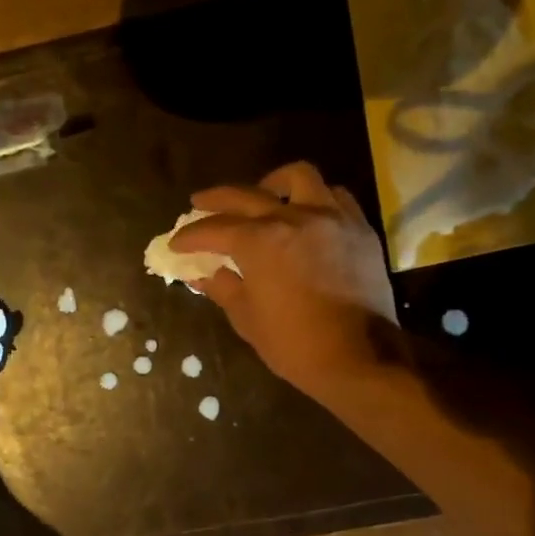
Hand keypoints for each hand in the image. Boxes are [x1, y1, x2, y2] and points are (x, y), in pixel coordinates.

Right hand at [171, 162, 399, 396]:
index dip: (190, 237)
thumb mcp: (248, 319)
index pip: (214, 230)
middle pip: (247, 195)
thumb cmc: (294, 344)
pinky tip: (305, 214)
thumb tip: (203, 275)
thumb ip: (223, 288)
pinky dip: (313, 199)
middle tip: (199, 204)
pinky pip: (334, 196)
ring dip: (273, 183)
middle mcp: (294, 217)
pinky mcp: (359, 228)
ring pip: (298, 178)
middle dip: (216, 200)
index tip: (176, 244)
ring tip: (263, 194)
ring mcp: (331, 218)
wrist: (359, 357)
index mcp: (260, 241)